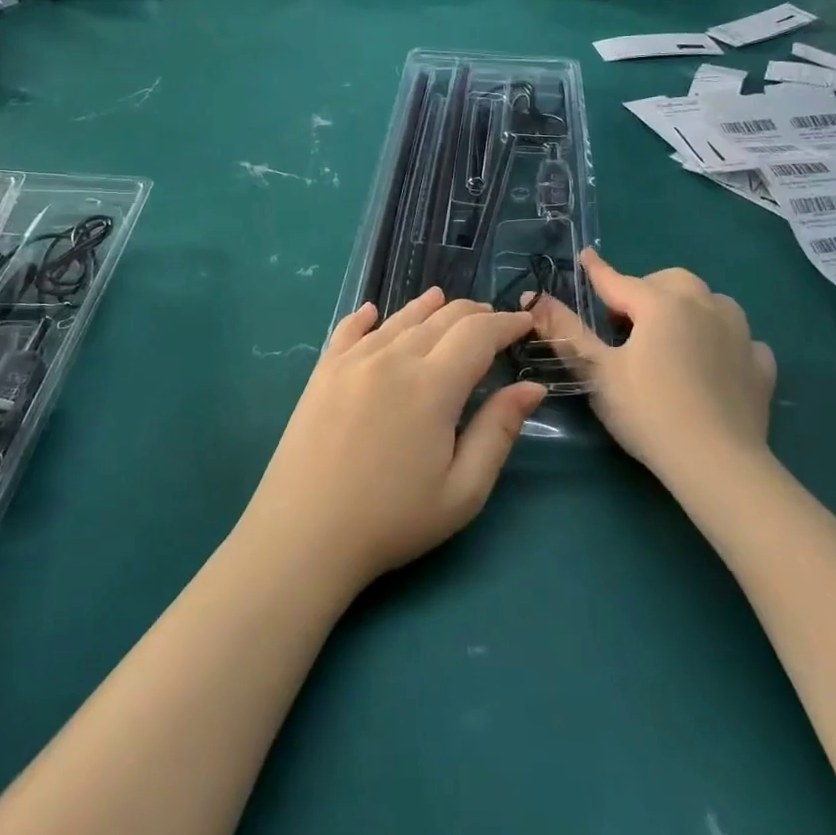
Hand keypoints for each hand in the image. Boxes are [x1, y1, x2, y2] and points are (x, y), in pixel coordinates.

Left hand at [241, 289, 544, 591]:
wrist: (304, 534)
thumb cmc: (392, 520)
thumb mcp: (462, 490)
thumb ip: (499, 431)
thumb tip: (531, 386)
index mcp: (432, 385)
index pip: (478, 334)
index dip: (506, 323)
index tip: (525, 323)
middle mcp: (393, 359)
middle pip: (441, 319)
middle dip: (473, 314)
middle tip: (493, 319)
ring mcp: (352, 361)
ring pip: (398, 319)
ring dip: (427, 307)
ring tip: (442, 300)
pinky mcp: (322, 372)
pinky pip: (348, 330)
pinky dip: (367, 317)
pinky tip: (373, 312)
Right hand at [529, 250, 775, 485]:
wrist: (717, 463)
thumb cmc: (647, 412)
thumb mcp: (597, 372)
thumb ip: (566, 331)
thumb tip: (533, 297)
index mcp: (661, 304)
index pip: (619, 280)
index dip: (598, 270)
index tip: (586, 257)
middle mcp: (705, 306)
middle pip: (671, 282)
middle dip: (646, 290)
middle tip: (625, 322)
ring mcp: (740, 334)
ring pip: (711, 303)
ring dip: (689, 309)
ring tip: (672, 336)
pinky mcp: (760, 365)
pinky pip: (740, 339)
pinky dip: (722, 342)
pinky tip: (713, 364)